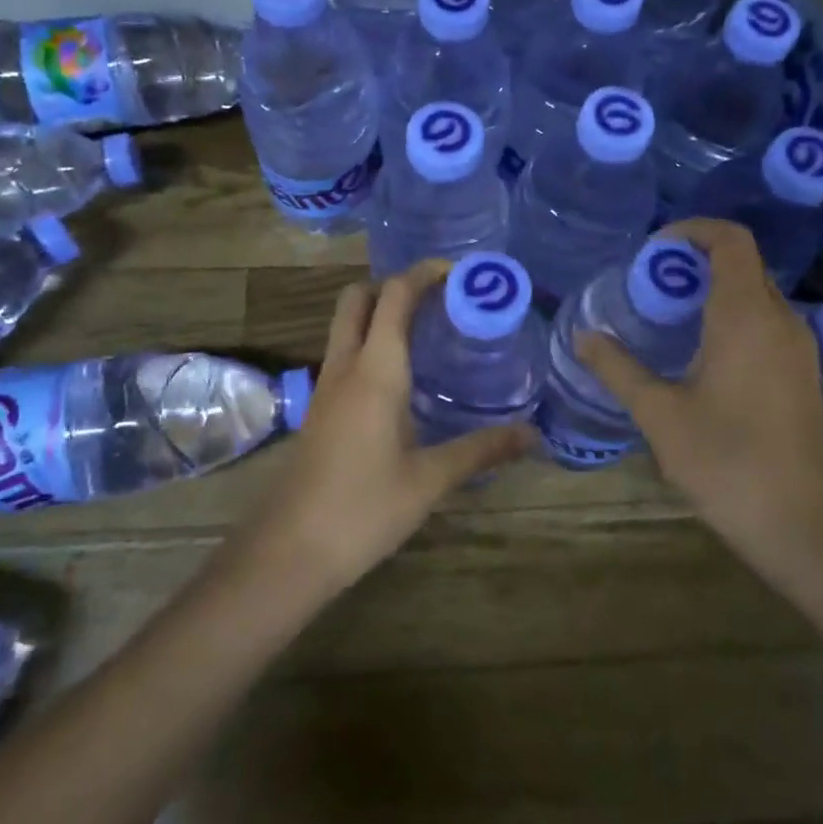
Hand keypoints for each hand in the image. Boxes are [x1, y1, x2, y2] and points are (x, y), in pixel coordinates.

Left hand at [241, 260, 533, 595]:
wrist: (289, 551)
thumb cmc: (363, 509)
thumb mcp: (430, 480)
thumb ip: (481, 450)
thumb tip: (533, 435)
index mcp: (375, 370)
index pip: (395, 295)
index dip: (424, 273)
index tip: (460, 272)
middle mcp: (345, 366)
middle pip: (358, 297)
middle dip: (395, 285)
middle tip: (440, 300)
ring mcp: (325, 387)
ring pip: (347, 325)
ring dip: (380, 313)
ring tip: (429, 332)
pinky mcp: (319, 409)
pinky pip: (344, 355)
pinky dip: (371, 344)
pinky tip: (402, 378)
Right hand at [577, 219, 822, 567]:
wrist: (807, 527)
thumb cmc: (729, 463)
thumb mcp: (661, 416)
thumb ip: (619, 370)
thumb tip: (583, 337)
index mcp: (746, 315)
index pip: (731, 240)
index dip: (692, 230)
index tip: (653, 250)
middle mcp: (780, 319)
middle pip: (743, 264)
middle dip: (695, 262)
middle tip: (648, 286)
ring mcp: (799, 348)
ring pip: (756, 295)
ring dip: (713, 291)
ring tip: (667, 318)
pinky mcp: (803, 375)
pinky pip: (766, 323)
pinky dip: (731, 318)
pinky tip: (700, 357)